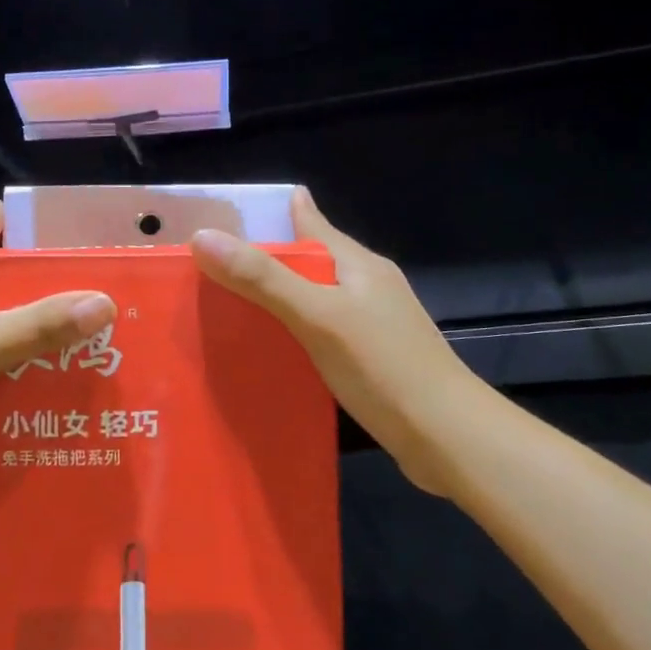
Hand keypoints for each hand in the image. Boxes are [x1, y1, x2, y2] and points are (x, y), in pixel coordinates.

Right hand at [192, 188, 477, 497]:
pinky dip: (294, 329)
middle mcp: (367, 284)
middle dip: (266, 257)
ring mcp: (374, 321)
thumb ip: (263, 279)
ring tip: (231, 305)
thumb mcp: (317, 317)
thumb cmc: (382, 367)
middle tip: (212, 265)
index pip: (309, 222)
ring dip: (279, 296)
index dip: (270, 214)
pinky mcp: (373, 356)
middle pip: (310, 259)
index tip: (223, 216)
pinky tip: (274, 347)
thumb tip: (203, 236)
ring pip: (316, 296)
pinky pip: (323, 329)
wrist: (447, 435)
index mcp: (357, 263)